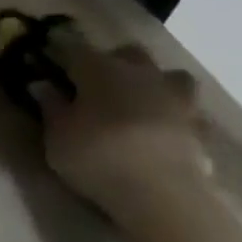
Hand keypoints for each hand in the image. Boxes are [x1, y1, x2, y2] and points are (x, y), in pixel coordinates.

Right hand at [33, 37, 209, 220]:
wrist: (161, 193)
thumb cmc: (96, 156)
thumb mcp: (57, 135)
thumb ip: (51, 106)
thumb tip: (42, 85)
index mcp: (100, 68)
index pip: (73, 48)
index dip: (58, 50)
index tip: (46, 55)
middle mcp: (140, 73)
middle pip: (127, 53)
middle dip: (111, 60)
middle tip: (94, 81)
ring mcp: (176, 98)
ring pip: (167, 75)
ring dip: (153, 83)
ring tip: (139, 101)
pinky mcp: (200, 126)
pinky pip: (185, 111)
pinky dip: (173, 115)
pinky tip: (163, 130)